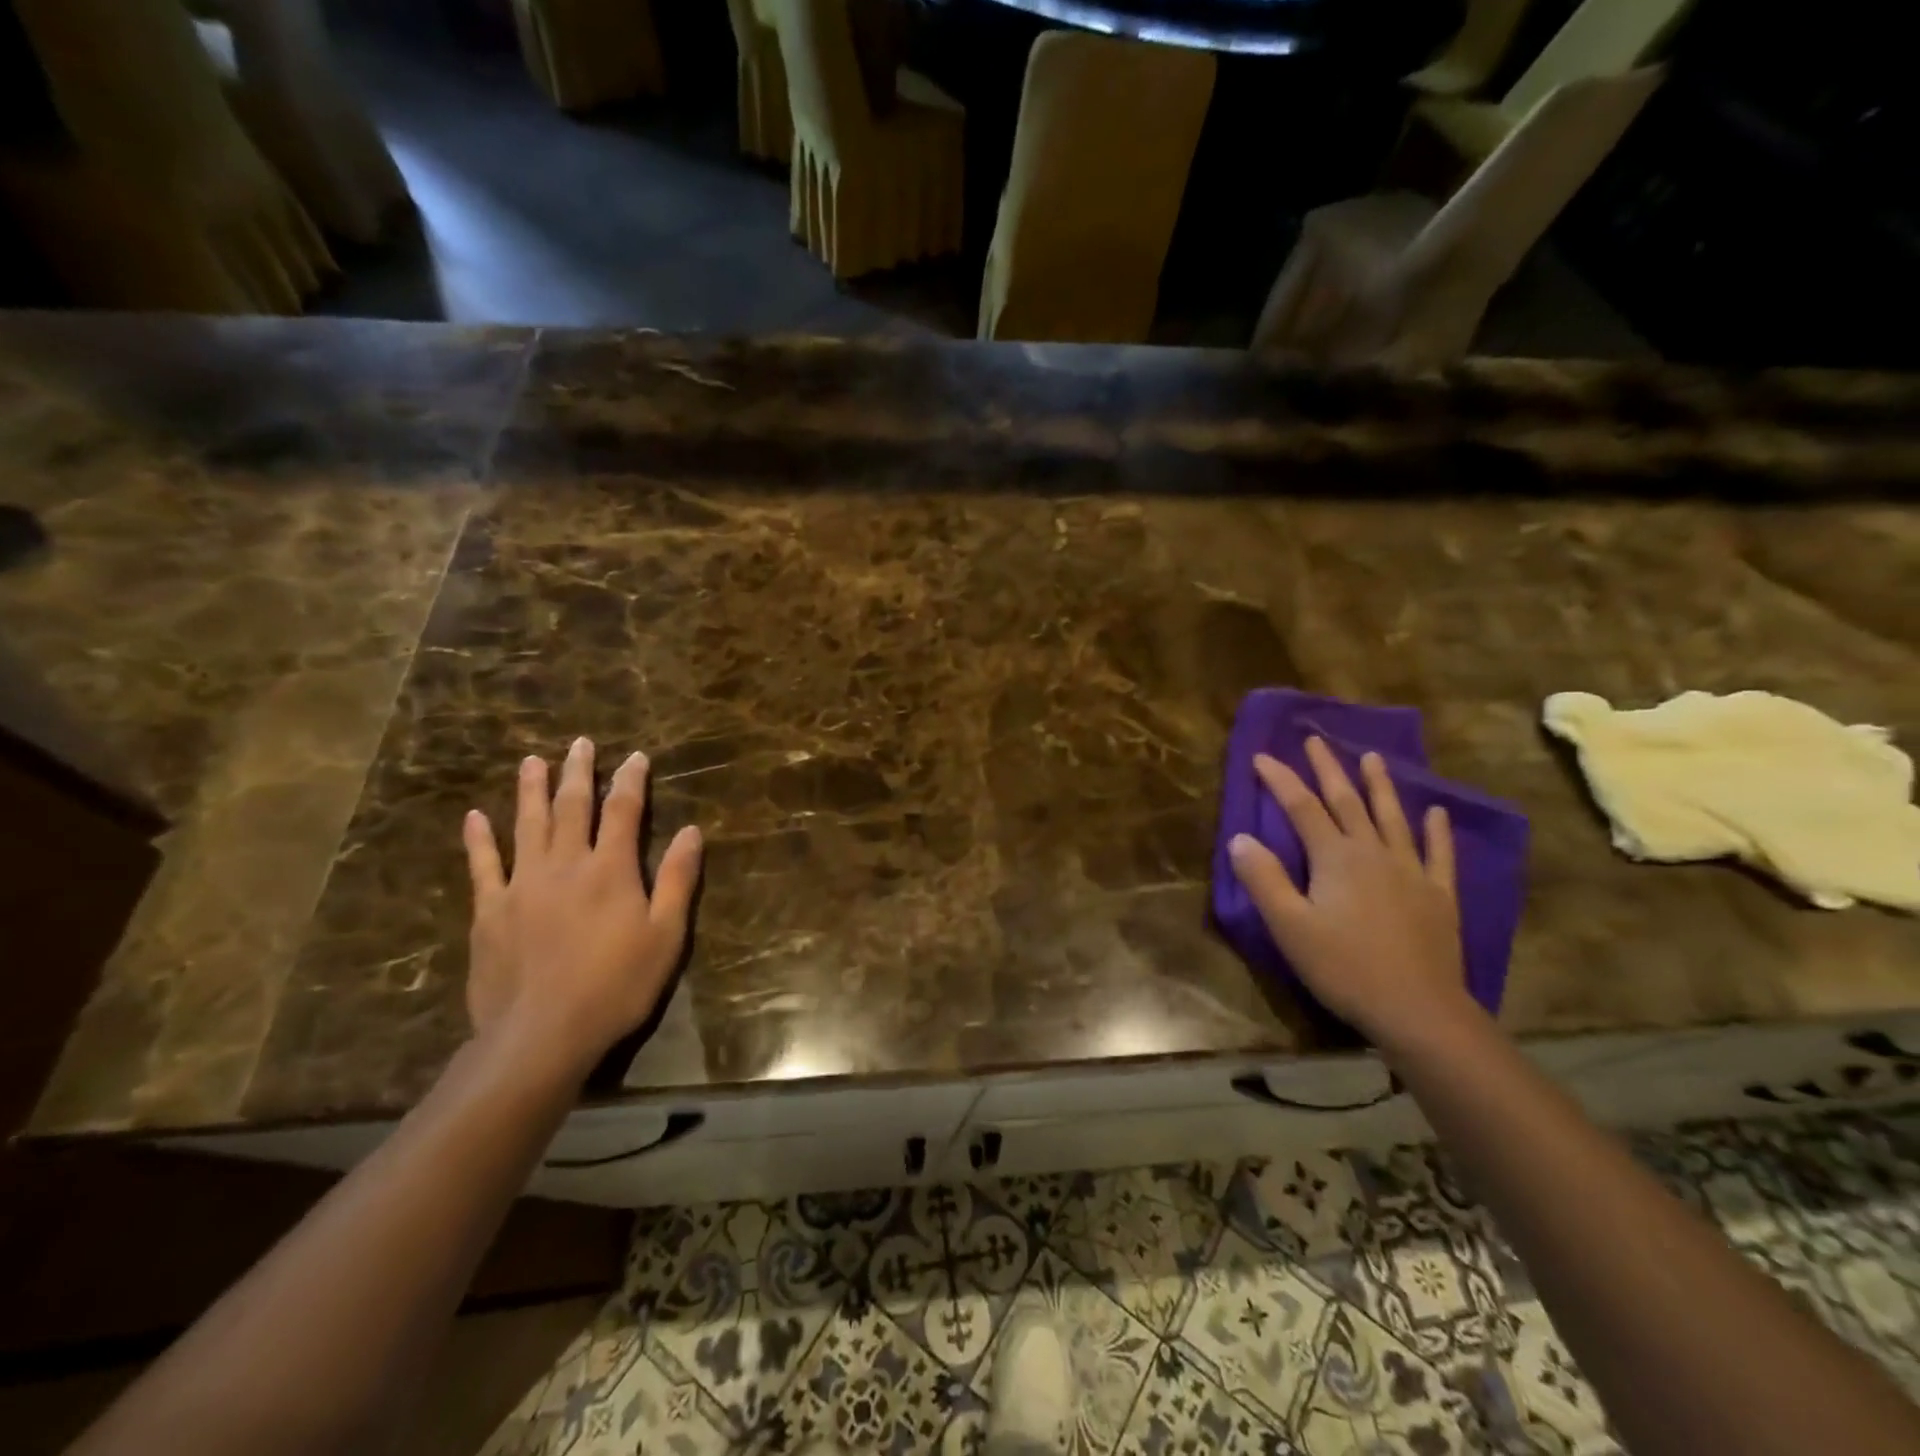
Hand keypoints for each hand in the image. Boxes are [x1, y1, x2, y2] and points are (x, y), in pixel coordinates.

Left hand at [463, 737, 703, 1080]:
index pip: (624, 811)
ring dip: (531, 790)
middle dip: (579, 772)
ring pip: (528, 825)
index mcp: (611, 869)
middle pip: (573, 807)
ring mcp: (522, 885)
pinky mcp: (490, 911)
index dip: (631, 781)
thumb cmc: (616, 985)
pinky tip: (474, 817)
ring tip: (532, 761)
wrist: (541, 1034)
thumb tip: (692, 831)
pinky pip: (483, 865)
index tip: (635, 757)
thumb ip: (678, 880)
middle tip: (580, 743)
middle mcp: (566, 864)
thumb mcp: (665, 936)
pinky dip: (478, 839)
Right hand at [1228, 737, 1472, 1052]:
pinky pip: (1438, 854)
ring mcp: (1411, 872)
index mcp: (1335, 857)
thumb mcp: (1290, 926)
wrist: (1418, 1010)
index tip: (1261, 756)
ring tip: (1372, 757)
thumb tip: (1240, 838)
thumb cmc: (1344, 967)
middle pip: (1347, 801)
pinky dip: (1436, 831)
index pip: (1301, 807)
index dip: (1280, 779)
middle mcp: (1373, 853)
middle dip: (1328, 769)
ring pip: (1392, 818)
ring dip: (1380, 786)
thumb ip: (1264, 879)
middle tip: (1315, 740)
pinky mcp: (1439, 896)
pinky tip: (1436, 813)